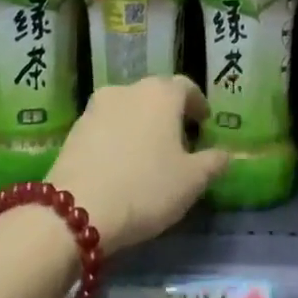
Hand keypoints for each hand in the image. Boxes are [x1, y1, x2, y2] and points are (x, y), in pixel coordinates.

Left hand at [49, 76, 227, 254]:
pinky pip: (105, 127)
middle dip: (169, 114)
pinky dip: (117, 138)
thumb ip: (213, 162)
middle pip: (155, 95)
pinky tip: (121, 164)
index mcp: (161, 94)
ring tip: (148, 154)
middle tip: (179, 141)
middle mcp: (127, 90)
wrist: (76, 210)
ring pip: (128, 109)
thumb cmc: (146, 188)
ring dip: (141, 125)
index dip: (198, 104)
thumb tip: (224, 154)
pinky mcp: (74, 130)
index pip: (186, 87)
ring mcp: (95, 108)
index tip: (204, 123)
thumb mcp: (192, 181)